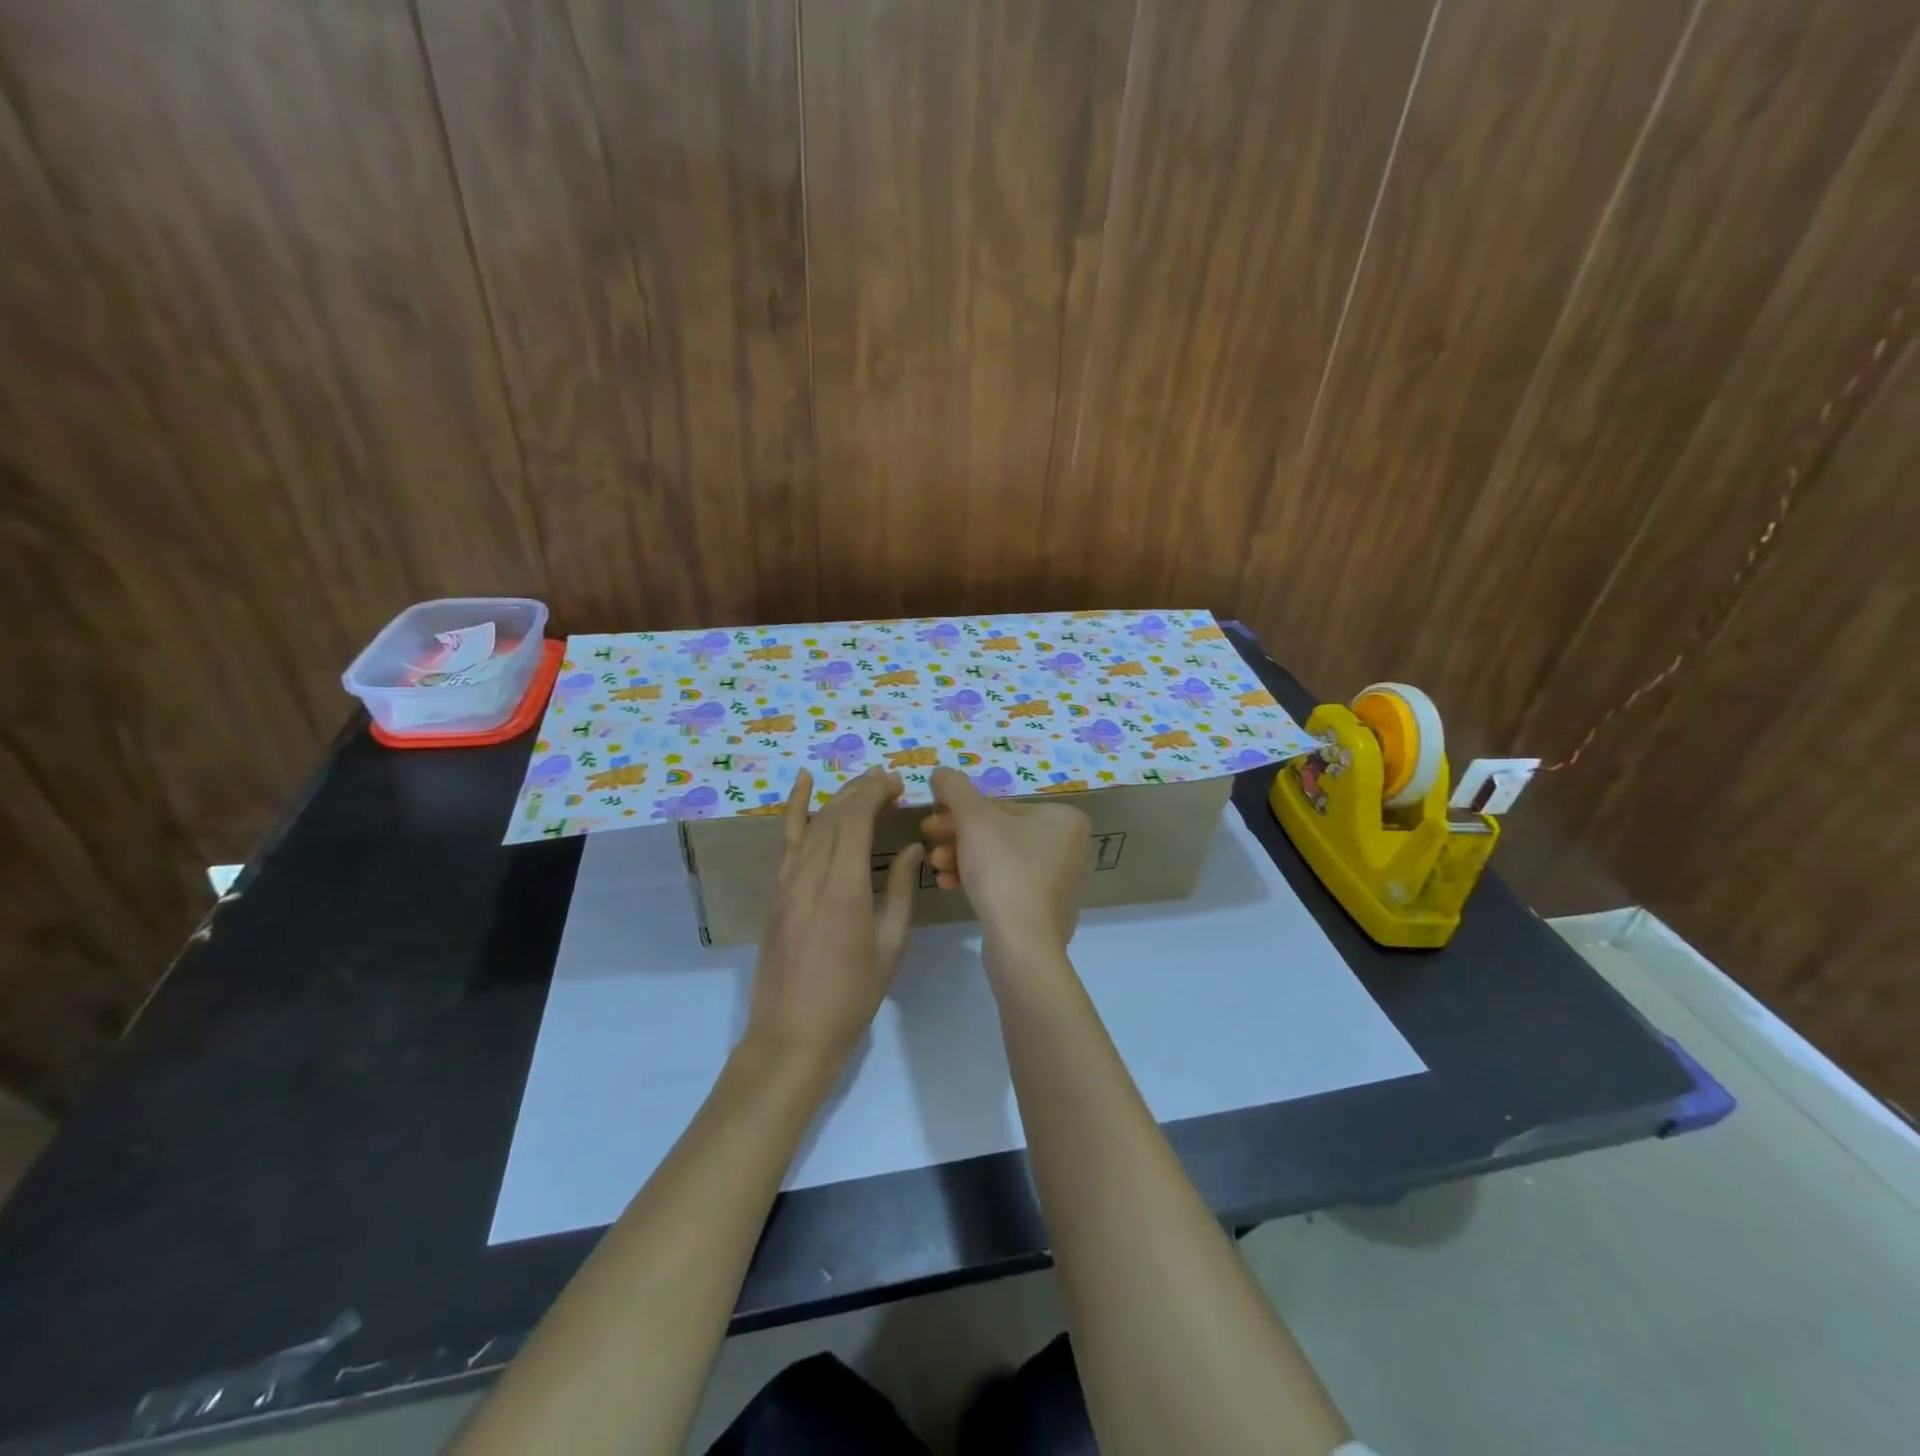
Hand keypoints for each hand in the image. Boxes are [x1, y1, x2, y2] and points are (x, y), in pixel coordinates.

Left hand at [747, 768, 921, 1071]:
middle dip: (863, 790)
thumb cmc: (852, 996)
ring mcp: (787, 882)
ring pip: (813, 823)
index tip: (899, 784)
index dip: (876, 793)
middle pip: (835, 815)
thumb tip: (912, 850)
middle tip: (891, 782)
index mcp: (844, 888)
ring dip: (839, 797)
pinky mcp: (777, 892)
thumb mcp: (890, 945)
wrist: (793, 1033)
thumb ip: (902, 891)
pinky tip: (802, 783)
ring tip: (865, 783)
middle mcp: (811, 875)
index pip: (856, 819)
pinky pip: (786, 840)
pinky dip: (794, 808)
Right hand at [921, 767, 1088, 967]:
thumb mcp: (973, 819)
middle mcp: (1071, 845)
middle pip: (1000, 832)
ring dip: (962, 858)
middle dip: (958, 838)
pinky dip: (979, 880)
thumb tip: (941, 772)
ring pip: (1000, 858)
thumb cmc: (1003, 870)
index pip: (1000, 807)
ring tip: (936, 869)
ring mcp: (1061, 880)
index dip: (959, 813)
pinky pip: (1009, 883)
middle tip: (927, 843)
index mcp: (1064, 817)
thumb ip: (954, 788)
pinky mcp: (1047, 909)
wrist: (1022, 943)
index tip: (929, 824)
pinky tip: (950, 885)